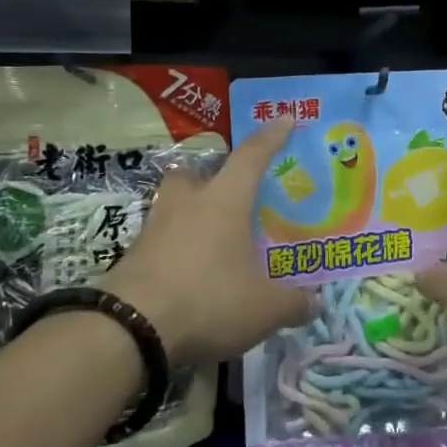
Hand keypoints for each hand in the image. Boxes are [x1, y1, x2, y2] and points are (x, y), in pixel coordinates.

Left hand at [101, 118, 313, 367]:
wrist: (131, 328)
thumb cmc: (209, 299)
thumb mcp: (264, 309)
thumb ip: (293, 303)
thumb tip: (315, 303)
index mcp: (224, 201)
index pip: (252, 157)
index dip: (272, 137)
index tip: (285, 118)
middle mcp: (187, 203)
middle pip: (196, 173)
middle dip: (211, 176)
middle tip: (228, 193)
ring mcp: (154, 228)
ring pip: (173, 205)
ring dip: (190, 213)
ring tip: (211, 238)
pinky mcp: (132, 256)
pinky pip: (160, 241)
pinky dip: (176, 249)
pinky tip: (190, 272)